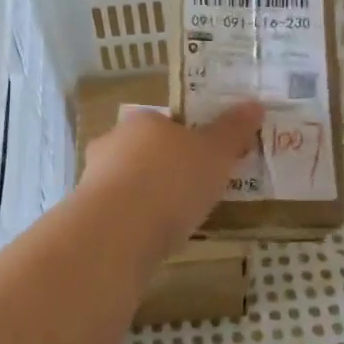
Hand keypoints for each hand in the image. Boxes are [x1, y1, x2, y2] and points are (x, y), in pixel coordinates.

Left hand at [77, 103, 263, 264]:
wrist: (117, 232)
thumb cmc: (171, 181)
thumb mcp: (215, 153)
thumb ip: (233, 131)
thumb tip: (254, 105)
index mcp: (142, 121)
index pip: (166, 123)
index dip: (188, 140)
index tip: (208, 162)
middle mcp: (112, 143)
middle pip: (146, 152)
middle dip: (167, 169)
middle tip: (196, 192)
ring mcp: (94, 179)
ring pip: (130, 183)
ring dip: (150, 197)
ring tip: (178, 221)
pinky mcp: (89, 215)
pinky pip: (121, 213)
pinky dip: (137, 222)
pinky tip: (155, 238)